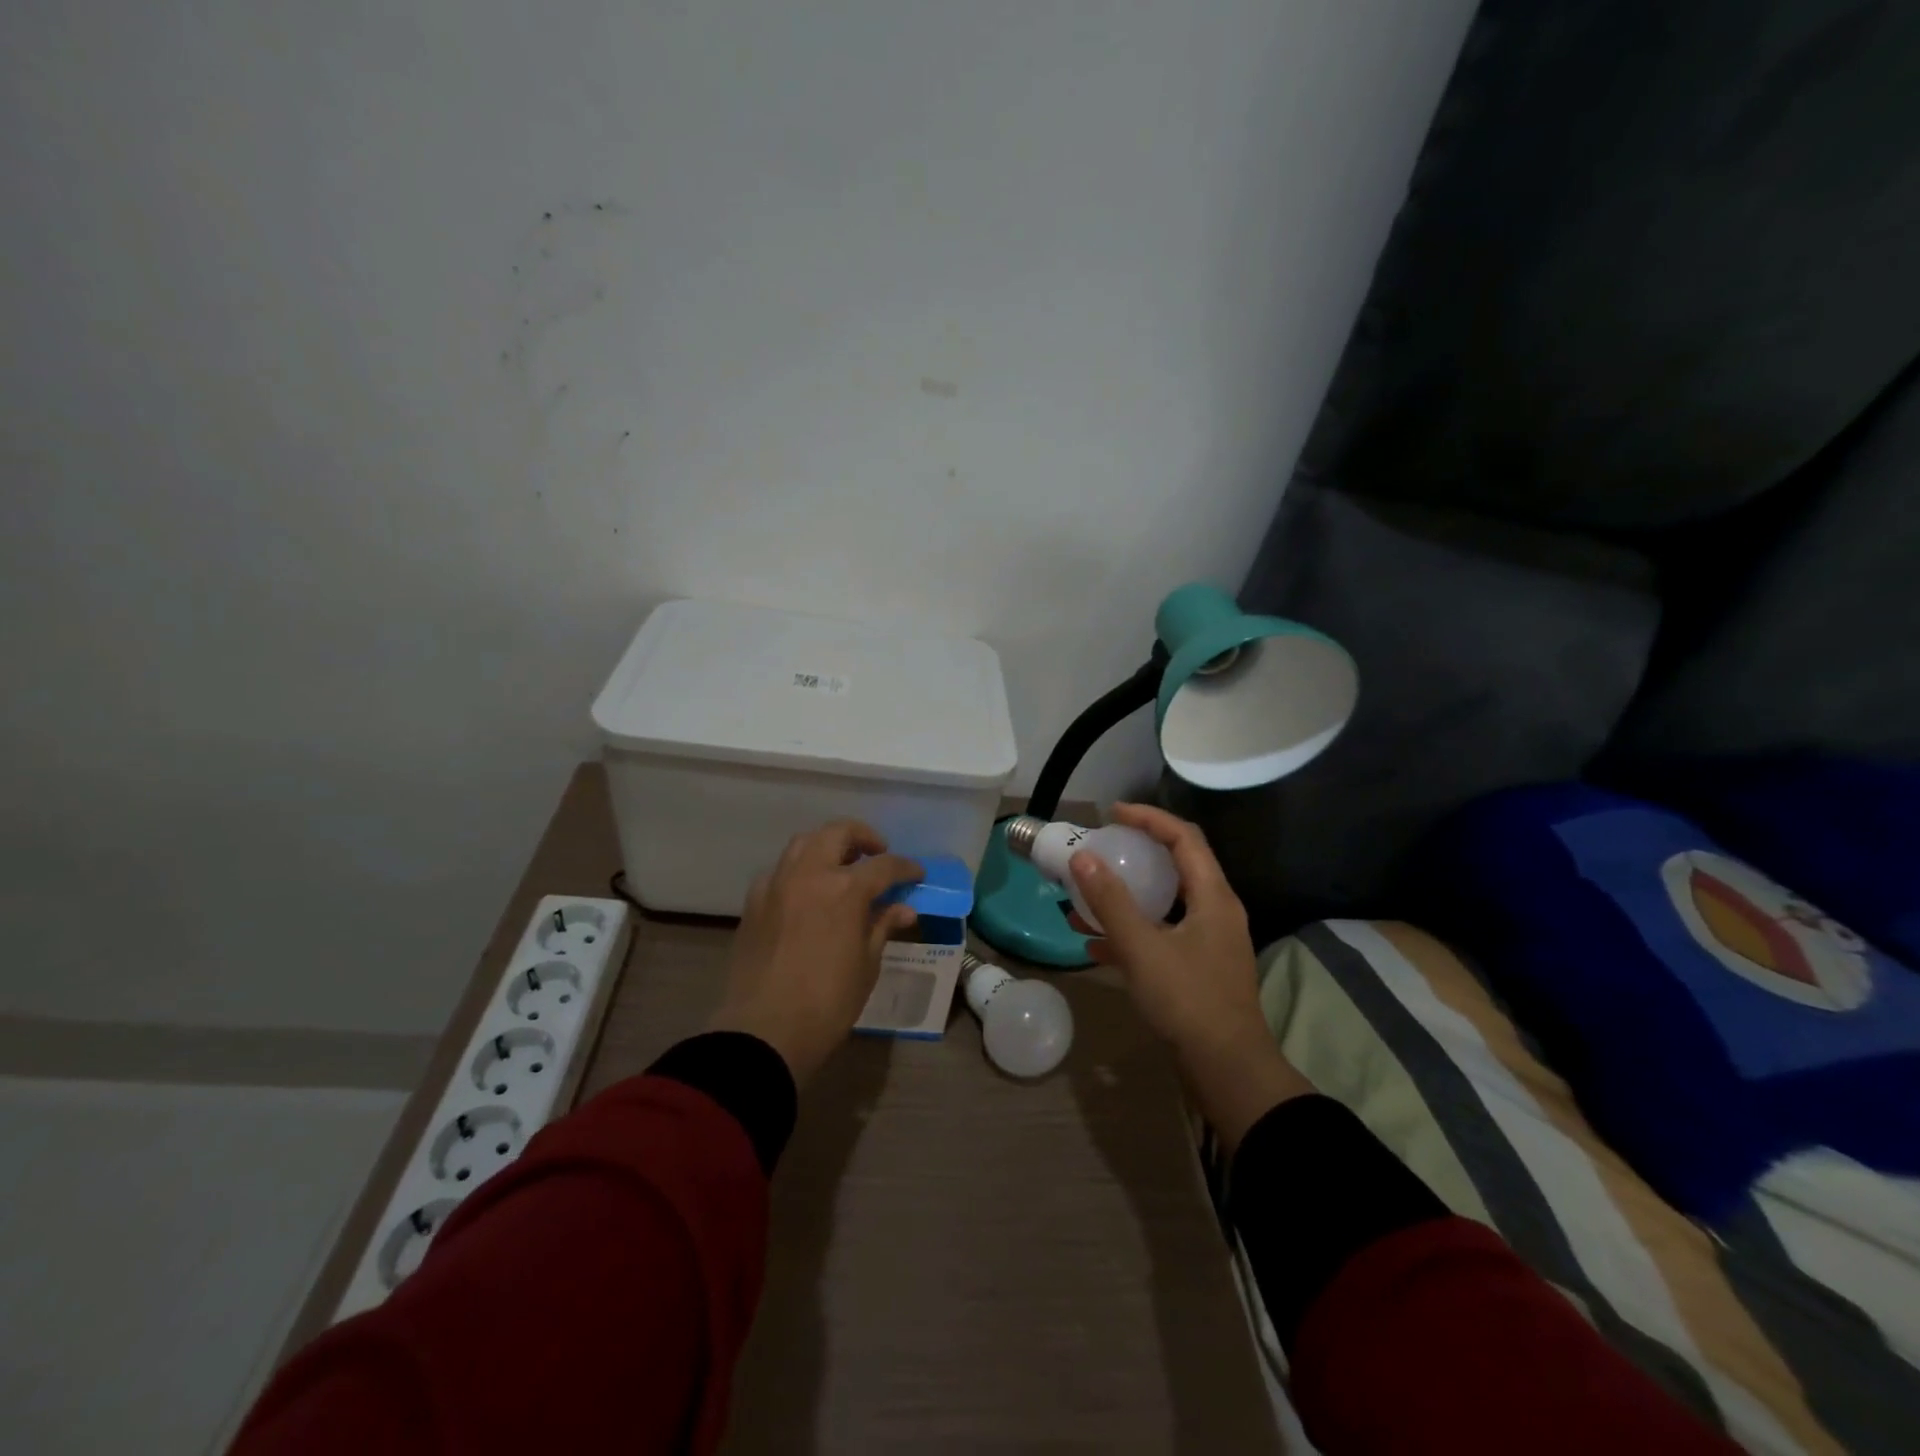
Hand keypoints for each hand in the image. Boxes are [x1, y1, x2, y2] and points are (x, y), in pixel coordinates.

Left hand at [710, 821, 921, 1085]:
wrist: (764, 1032)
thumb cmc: (827, 1003)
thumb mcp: (866, 965)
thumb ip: (882, 926)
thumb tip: (903, 908)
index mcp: (845, 889)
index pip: (884, 865)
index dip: (905, 867)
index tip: (917, 874)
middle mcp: (809, 874)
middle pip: (838, 833)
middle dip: (862, 837)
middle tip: (877, 853)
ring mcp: (777, 884)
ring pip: (804, 843)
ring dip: (827, 845)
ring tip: (842, 865)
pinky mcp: (754, 901)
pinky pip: (780, 870)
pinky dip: (799, 869)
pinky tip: (807, 891)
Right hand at [1068, 803, 1311, 1147]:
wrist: (1228, 1072)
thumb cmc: (1188, 1001)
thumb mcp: (1142, 948)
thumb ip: (1111, 901)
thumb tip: (1082, 858)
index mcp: (1213, 897)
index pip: (1184, 837)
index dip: (1148, 818)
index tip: (1111, 814)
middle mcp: (1216, 912)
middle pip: (1177, 866)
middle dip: (1136, 853)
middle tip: (1101, 849)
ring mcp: (1209, 942)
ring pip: (1165, 903)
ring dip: (1127, 896)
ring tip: (1086, 897)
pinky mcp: (1198, 969)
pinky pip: (1161, 935)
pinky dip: (1131, 931)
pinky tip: (1094, 944)